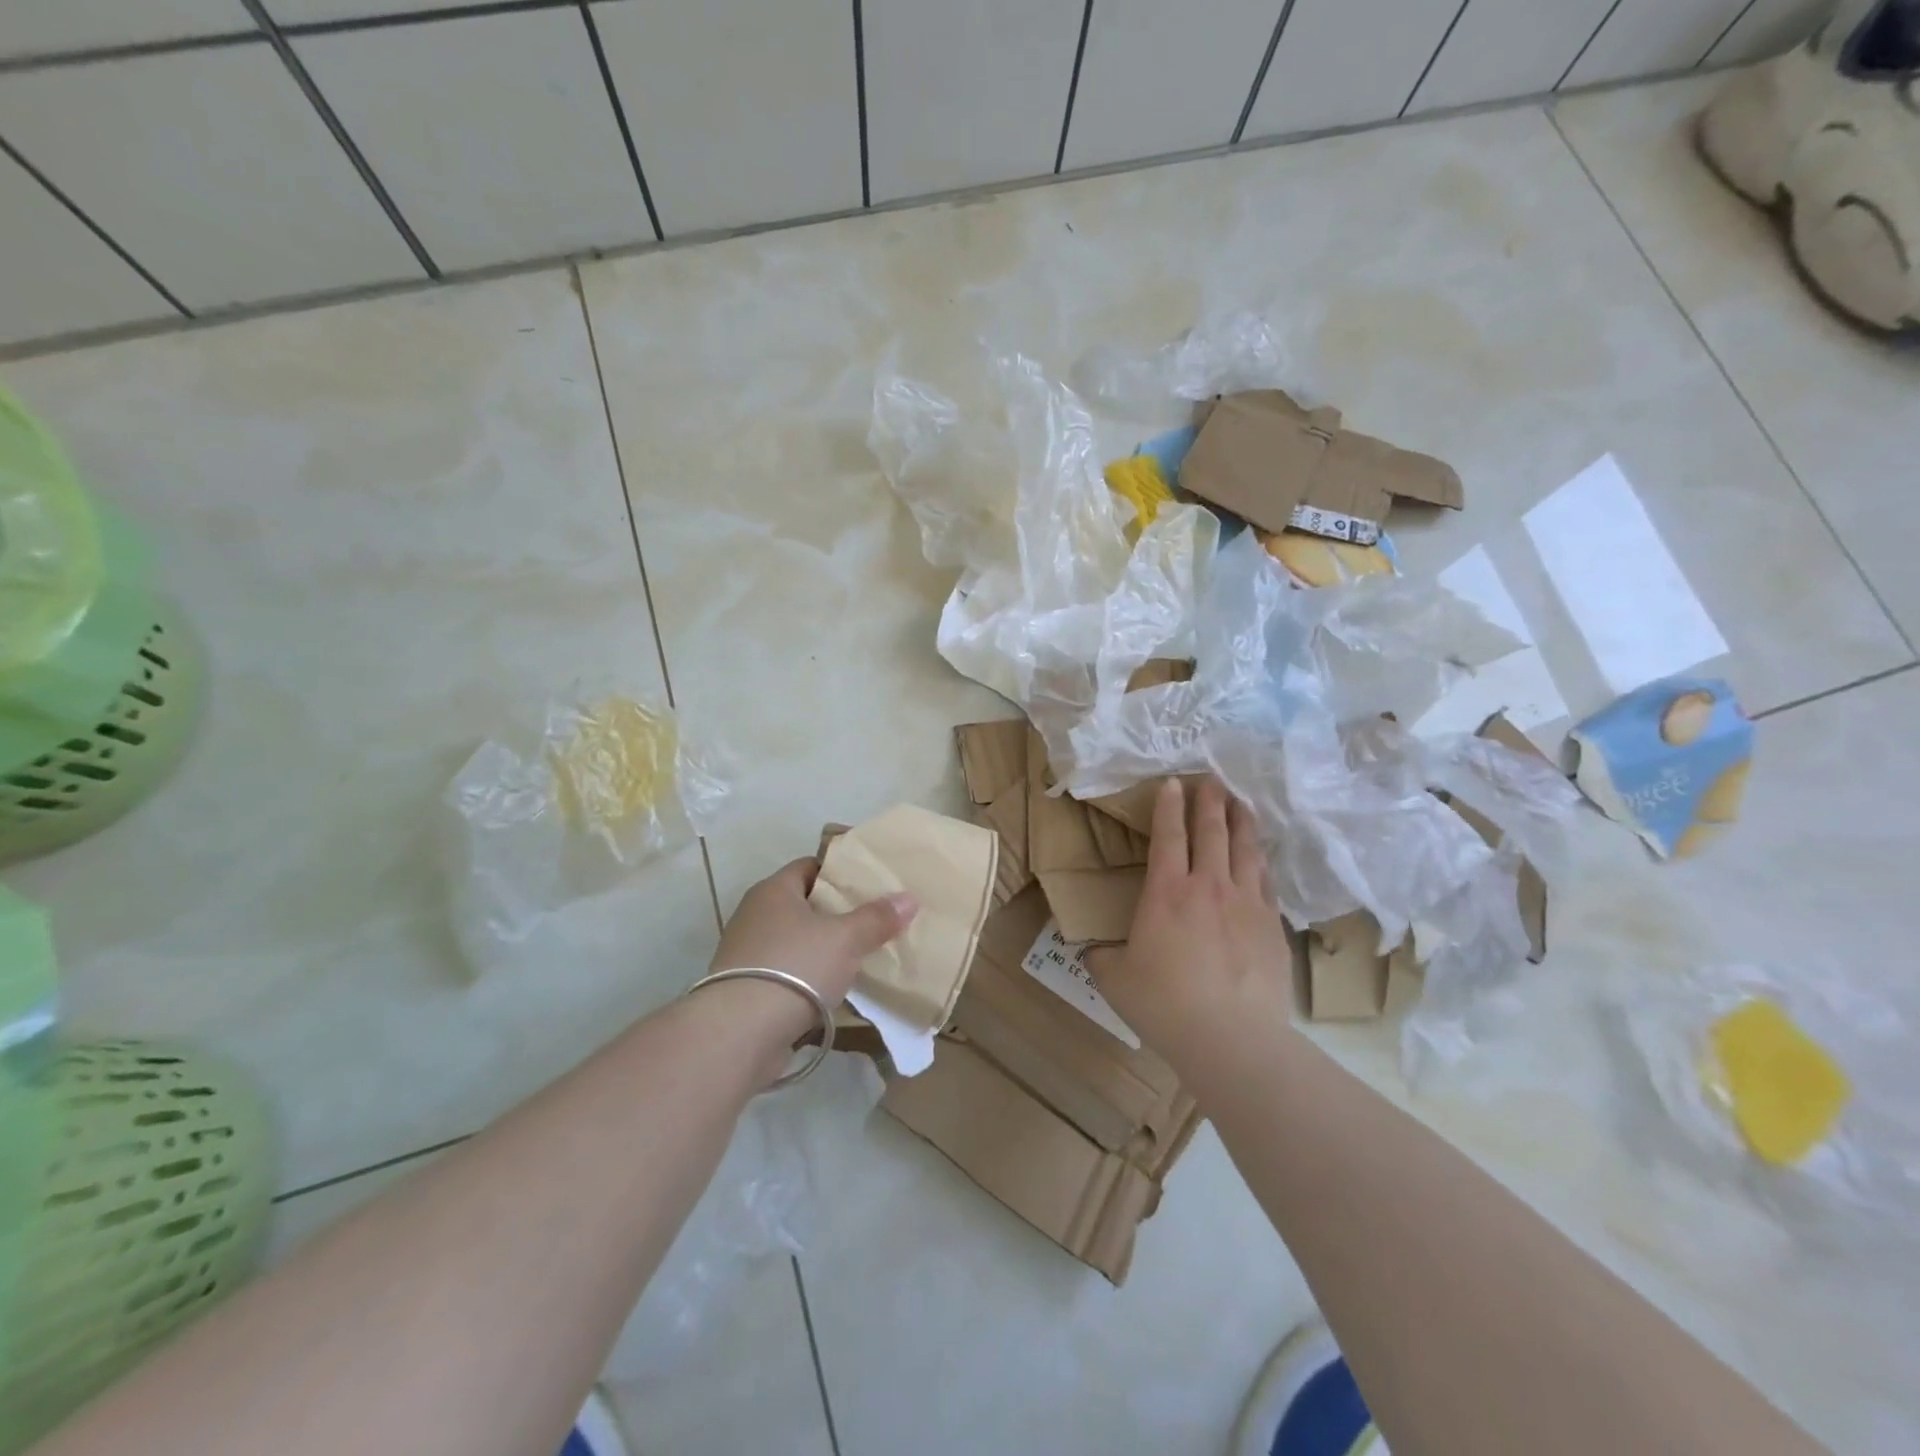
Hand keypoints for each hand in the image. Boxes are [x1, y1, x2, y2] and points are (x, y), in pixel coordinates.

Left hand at [704, 858, 916, 1042]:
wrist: (740, 1032)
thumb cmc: (795, 968)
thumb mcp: (845, 939)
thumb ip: (876, 918)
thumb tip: (908, 898)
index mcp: (773, 891)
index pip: (809, 867)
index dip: (839, 873)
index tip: (868, 884)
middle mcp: (754, 915)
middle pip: (803, 905)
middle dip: (835, 913)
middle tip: (871, 920)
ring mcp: (746, 954)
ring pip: (794, 942)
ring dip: (820, 949)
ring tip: (858, 957)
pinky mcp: (745, 990)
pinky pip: (785, 974)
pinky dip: (807, 979)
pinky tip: (832, 990)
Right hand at [1086, 778, 1293, 1071]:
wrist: (1231, 1038)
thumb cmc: (1164, 1004)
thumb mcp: (1115, 979)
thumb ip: (1102, 957)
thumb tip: (1093, 950)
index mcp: (1167, 893)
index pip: (1169, 836)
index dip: (1170, 807)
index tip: (1174, 783)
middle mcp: (1209, 887)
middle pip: (1212, 832)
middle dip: (1210, 803)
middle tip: (1213, 780)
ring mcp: (1246, 905)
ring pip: (1246, 851)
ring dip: (1242, 823)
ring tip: (1242, 804)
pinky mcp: (1272, 928)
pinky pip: (1267, 883)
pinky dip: (1262, 863)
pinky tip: (1262, 859)